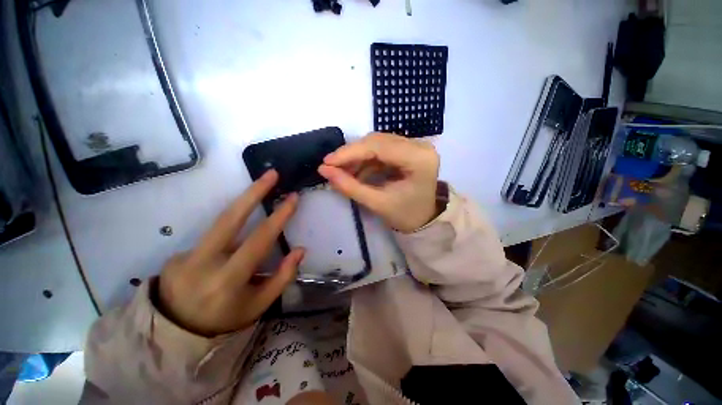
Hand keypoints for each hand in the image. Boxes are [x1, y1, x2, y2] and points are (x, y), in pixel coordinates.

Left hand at [156, 170, 302, 336]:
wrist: (174, 333)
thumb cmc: (225, 320)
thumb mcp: (259, 305)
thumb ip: (282, 277)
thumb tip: (300, 249)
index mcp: (227, 280)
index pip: (258, 240)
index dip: (279, 217)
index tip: (292, 198)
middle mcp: (203, 263)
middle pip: (229, 218)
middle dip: (253, 192)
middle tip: (272, 174)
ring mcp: (185, 256)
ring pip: (220, 221)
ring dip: (243, 203)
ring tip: (261, 189)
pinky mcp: (178, 253)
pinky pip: (213, 237)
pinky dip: (230, 233)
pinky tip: (233, 245)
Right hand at [318, 133, 439, 232]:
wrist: (424, 219)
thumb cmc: (405, 215)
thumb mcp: (377, 203)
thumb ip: (350, 186)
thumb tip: (324, 170)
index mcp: (419, 159)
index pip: (378, 146)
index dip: (350, 152)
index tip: (327, 162)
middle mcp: (420, 145)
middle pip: (377, 141)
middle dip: (352, 154)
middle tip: (332, 167)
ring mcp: (416, 145)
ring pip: (378, 142)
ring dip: (358, 156)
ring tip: (343, 172)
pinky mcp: (409, 148)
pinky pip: (382, 148)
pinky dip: (366, 159)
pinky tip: (357, 171)